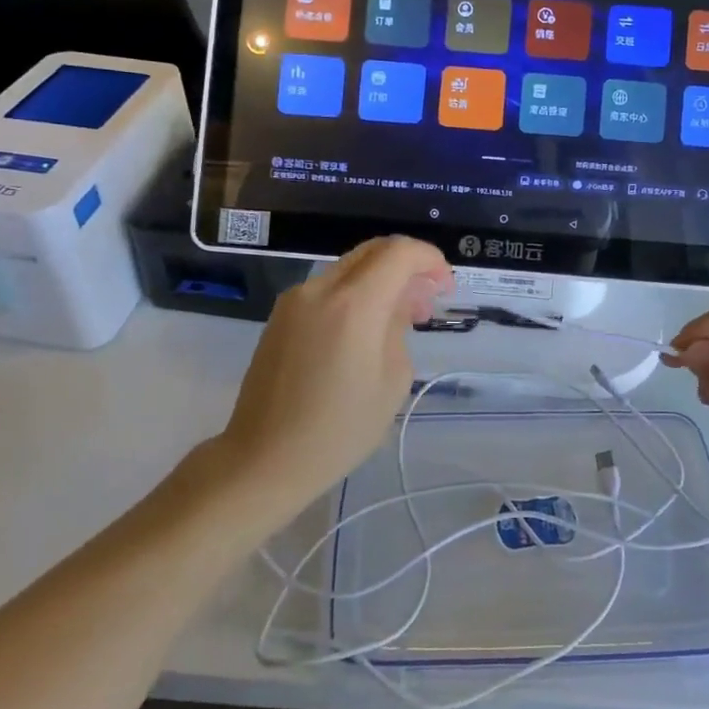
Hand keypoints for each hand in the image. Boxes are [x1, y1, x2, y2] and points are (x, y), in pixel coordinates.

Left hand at [215, 237, 450, 511]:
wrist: (263, 459)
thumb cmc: (338, 430)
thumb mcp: (392, 381)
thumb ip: (399, 329)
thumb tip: (399, 304)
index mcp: (353, 305)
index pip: (399, 252)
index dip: (430, 260)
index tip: (446, 288)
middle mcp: (321, 289)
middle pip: (374, 250)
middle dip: (408, 266)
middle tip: (427, 300)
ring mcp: (295, 300)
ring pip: (351, 267)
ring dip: (382, 280)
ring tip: (400, 319)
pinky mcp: (280, 316)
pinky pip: (328, 288)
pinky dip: (356, 294)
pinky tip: (365, 329)